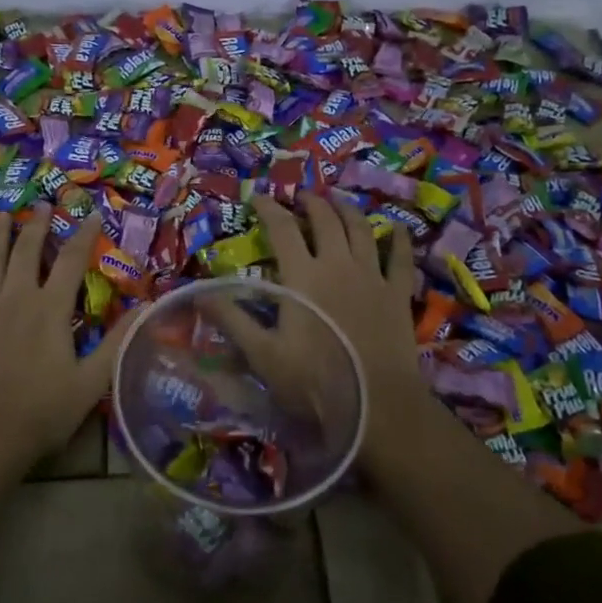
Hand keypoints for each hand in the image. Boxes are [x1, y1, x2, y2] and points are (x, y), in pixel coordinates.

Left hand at [0, 204, 129, 470]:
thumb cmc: (43, 412)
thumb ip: (117, 342)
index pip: (71, 261)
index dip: (84, 235)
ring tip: (2, 216)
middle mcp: (15, 299)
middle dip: (37, 226)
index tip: (93, 214)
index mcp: (50, 309)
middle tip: (41, 204)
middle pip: (27, 252)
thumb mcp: (92, 381)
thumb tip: (146, 308)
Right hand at [213, 194, 434, 478]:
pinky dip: (399, 241)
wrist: (378, 406)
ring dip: (348, 211)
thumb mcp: (262, 354)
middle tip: (301, 196)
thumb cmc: (314, 382)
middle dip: (312, 203)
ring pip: (362, 231)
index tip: (258, 196)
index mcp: (303, 276)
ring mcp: (372, 278)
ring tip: (339, 201)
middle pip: (326, 221)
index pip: (283, 230)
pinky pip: (401, 260)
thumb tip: (199, 292)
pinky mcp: (398, 295)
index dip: (269, 209)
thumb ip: (231, 320)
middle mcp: (339, 266)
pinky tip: (397, 228)